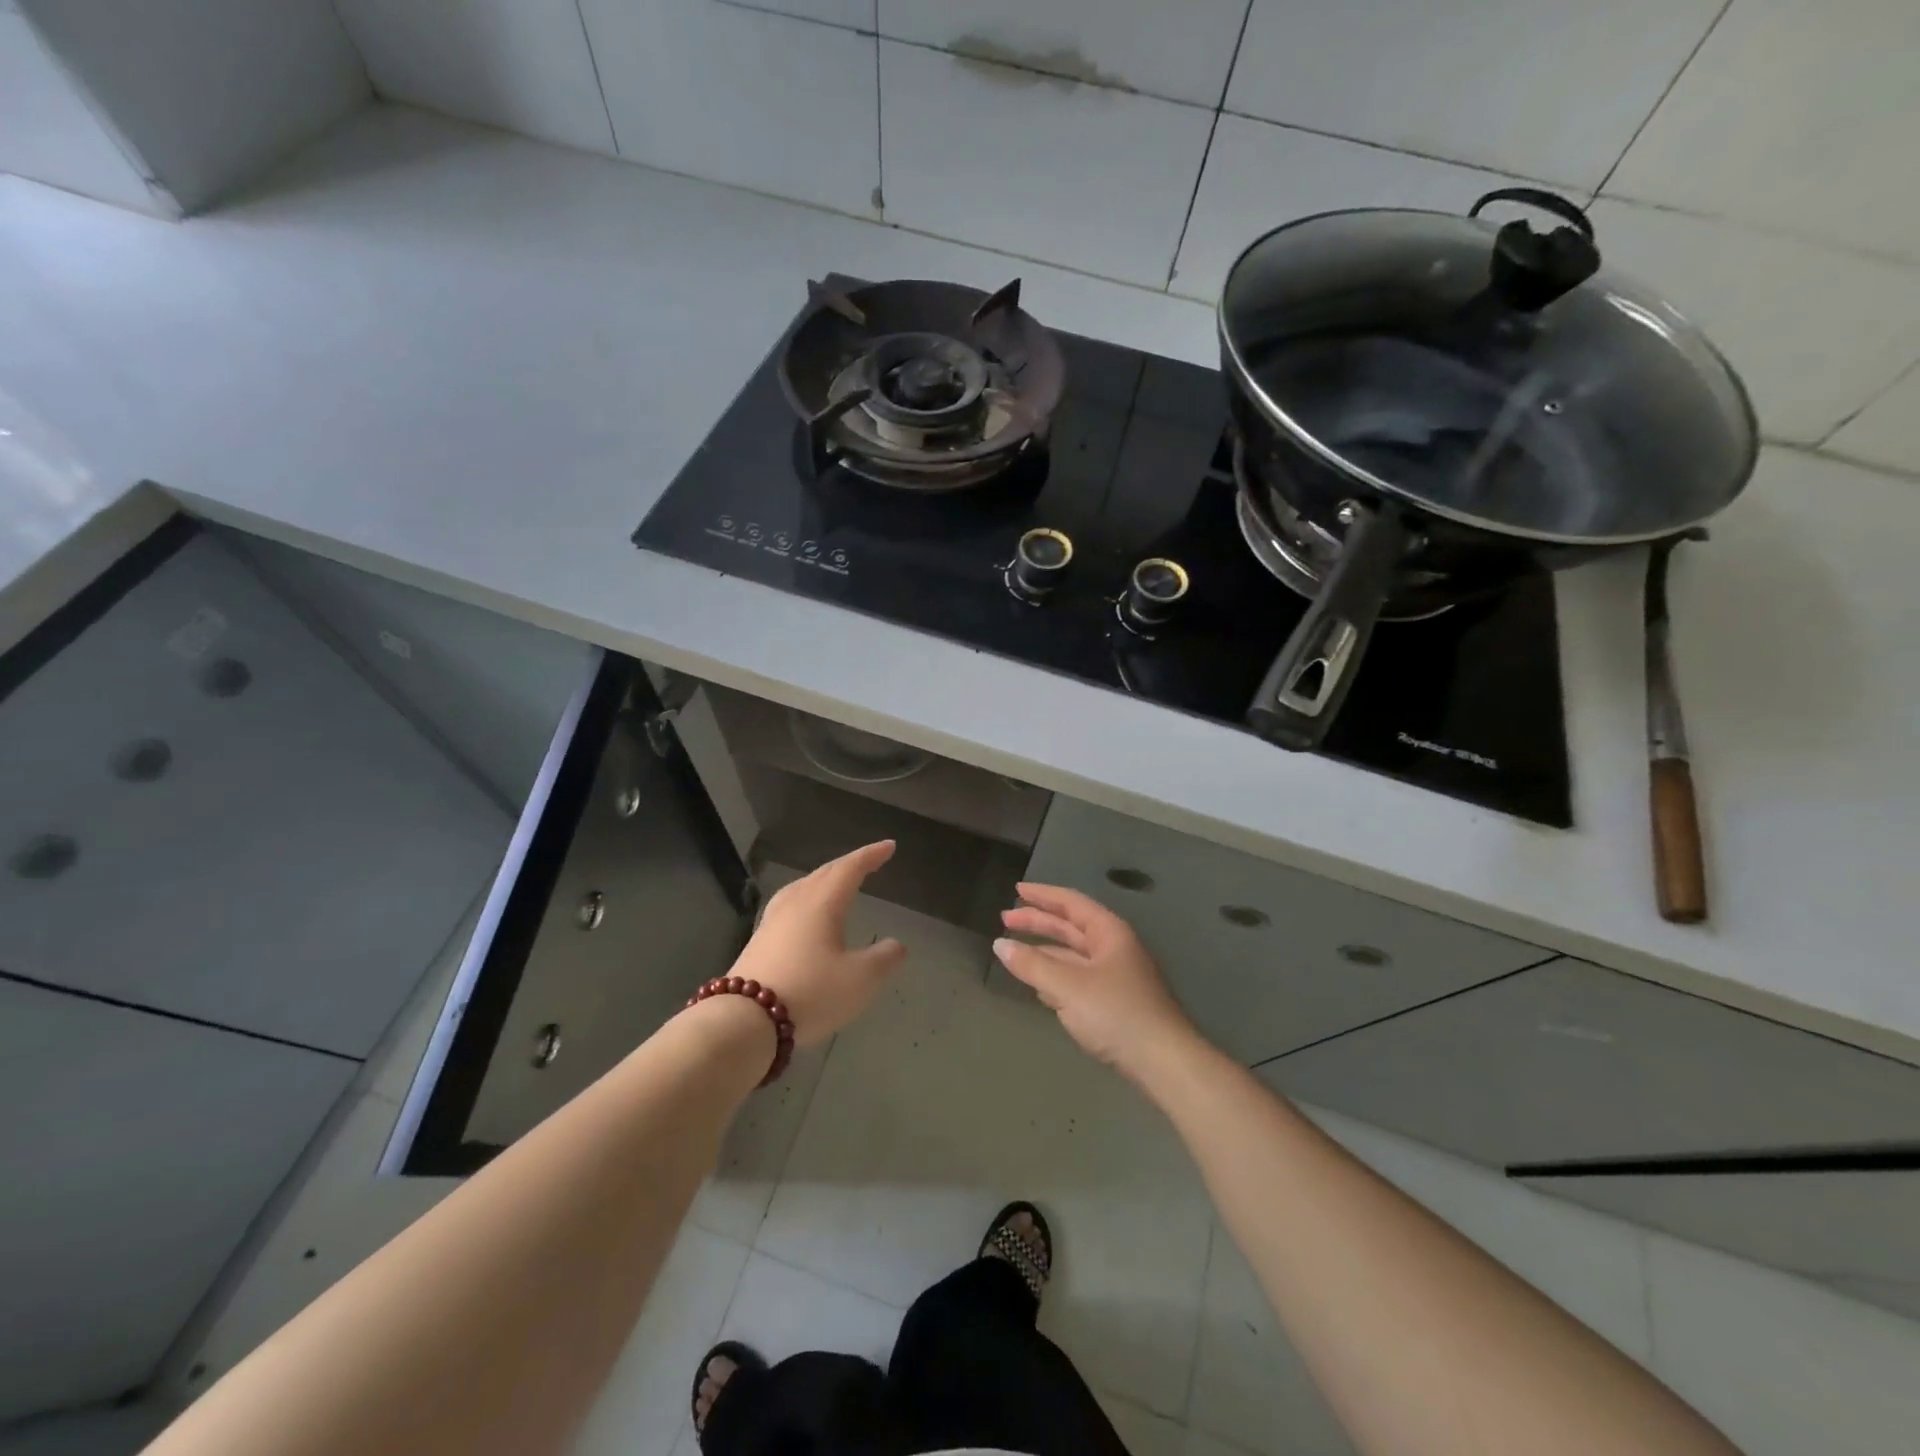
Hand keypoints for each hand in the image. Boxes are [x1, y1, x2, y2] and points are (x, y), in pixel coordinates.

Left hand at [728, 841, 905, 1045]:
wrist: (745, 1020)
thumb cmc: (811, 993)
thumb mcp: (861, 980)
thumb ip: (884, 959)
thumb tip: (896, 945)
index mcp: (823, 902)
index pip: (851, 868)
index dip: (871, 855)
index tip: (889, 846)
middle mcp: (796, 903)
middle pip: (824, 873)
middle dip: (848, 865)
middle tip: (867, 861)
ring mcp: (772, 921)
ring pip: (802, 887)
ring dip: (824, 880)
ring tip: (835, 883)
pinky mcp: (759, 941)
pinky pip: (789, 905)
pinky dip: (806, 899)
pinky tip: (804, 915)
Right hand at [994, 882, 1194, 1077]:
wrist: (1163, 1062)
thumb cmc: (1116, 1013)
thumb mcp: (1067, 987)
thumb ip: (1032, 964)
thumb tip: (1000, 945)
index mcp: (1109, 933)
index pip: (1071, 903)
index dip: (1043, 895)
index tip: (1017, 889)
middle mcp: (1114, 948)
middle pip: (1070, 927)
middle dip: (1038, 922)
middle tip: (1005, 918)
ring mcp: (1116, 976)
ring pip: (1073, 954)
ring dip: (1045, 950)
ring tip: (1015, 950)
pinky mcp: (1115, 1003)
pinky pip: (1078, 979)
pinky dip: (1056, 975)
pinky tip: (1039, 986)